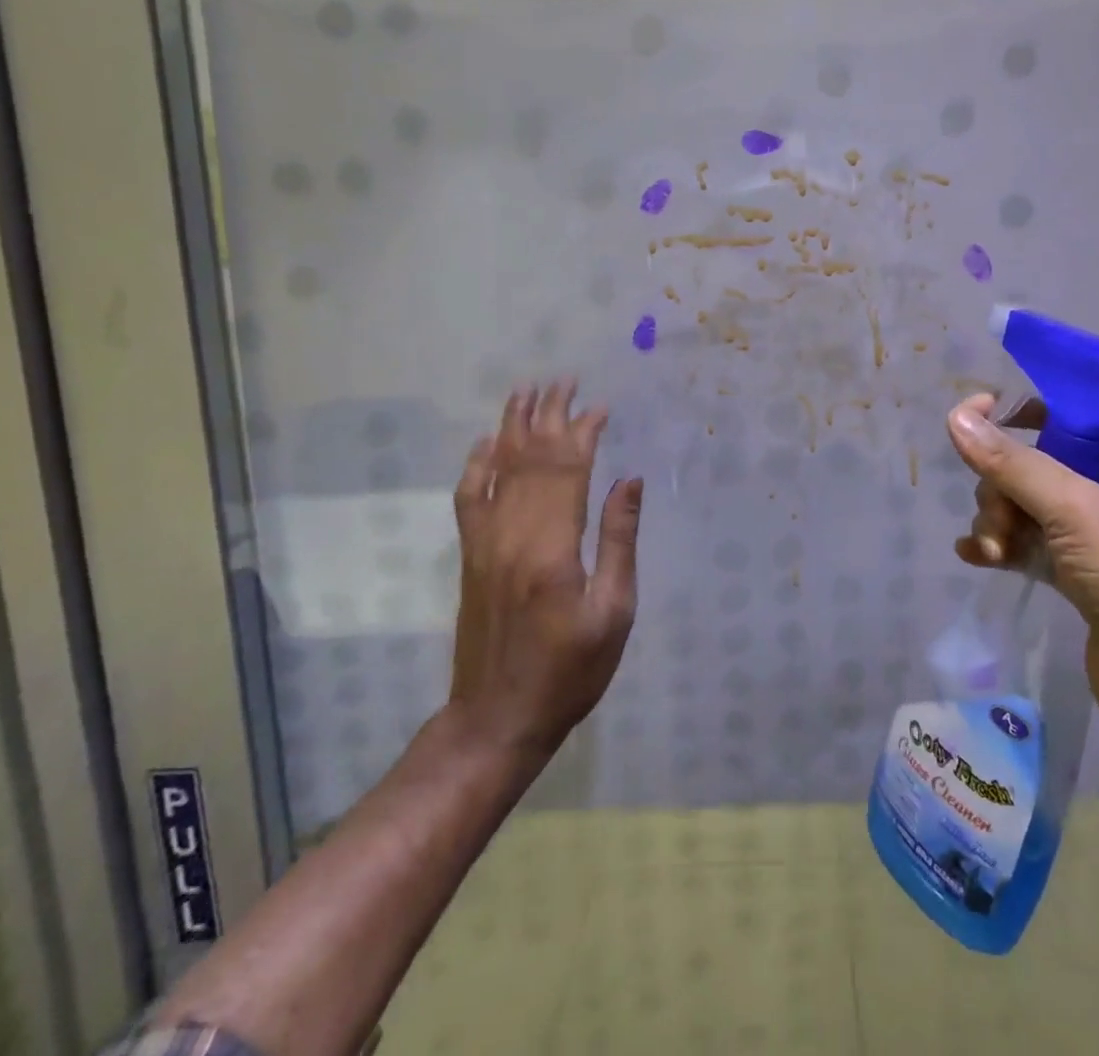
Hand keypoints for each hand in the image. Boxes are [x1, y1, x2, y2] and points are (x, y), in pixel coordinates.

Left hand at [451, 380, 641, 758]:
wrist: (497, 718)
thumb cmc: (570, 671)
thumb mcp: (614, 612)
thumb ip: (619, 541)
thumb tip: (629, 479)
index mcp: (553, 547)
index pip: (568, 469)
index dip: (584, 431)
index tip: (601, 404)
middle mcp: (513, 534)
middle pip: (531, 458)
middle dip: (550, 414)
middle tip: (565, 378)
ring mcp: (485, 543)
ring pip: (498, 469)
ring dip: (513, 426)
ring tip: (526, 390)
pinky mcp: (471, 556)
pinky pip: (469, 498)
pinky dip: (476, 465)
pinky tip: (485, 442)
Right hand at [945, 393, 1098, 751]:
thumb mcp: (1073, 511)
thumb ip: (1012, 463)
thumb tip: (956, 416)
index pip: (1065, 415)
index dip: (1017, 416)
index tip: (974, 422)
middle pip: (1035, 464)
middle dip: (1003, 490)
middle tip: (1000, 523)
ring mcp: (1097, 535)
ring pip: (1026, 505)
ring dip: (999, 522)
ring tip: (993, 551)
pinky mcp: (1080, 575)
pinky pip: (1028, 544)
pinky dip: (1002, 546)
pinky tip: (975, 556)